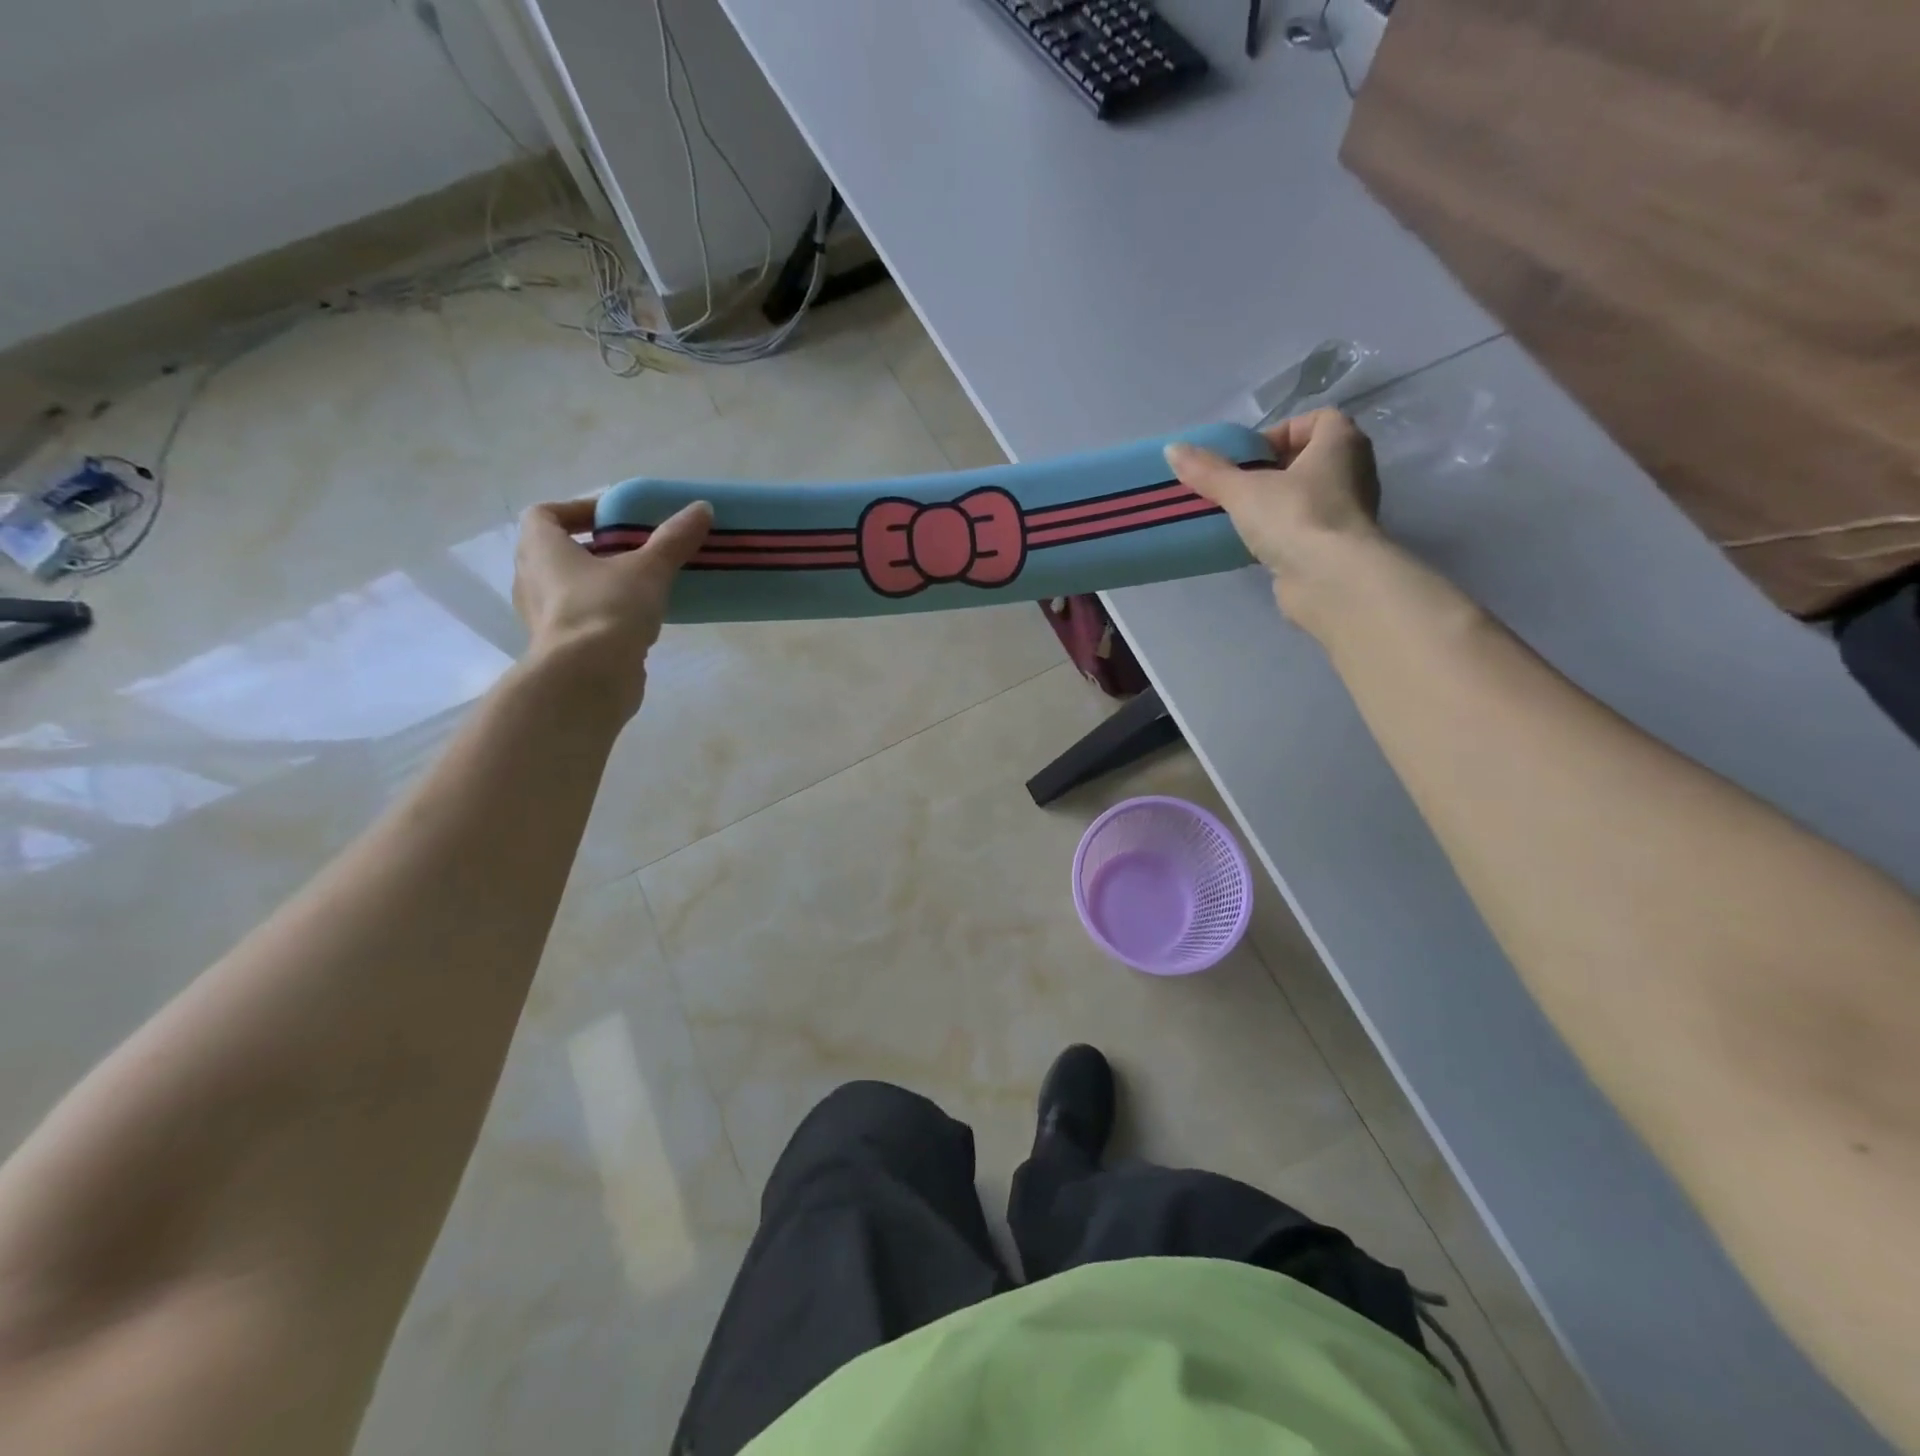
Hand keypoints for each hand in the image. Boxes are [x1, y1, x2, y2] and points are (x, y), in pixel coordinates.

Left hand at [511, 496, 712, 720]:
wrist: (589, 678)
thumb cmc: (607, 609)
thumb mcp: (648, 569)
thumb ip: (673, 539)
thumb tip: (702, 508)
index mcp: (540, 548)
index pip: (546, 514)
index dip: (578, 510)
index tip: (614, 518)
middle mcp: (531, 579)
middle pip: (559, 552)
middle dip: (595, 548)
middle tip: (634, 551)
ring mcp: (543, 617)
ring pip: (570, 588)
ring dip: (601, 584)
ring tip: (642, 586)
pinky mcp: (562, 647)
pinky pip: (582, 619)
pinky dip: (605, 615)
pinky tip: (638, 621)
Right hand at [1165, 408, 1382, 623]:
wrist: (1330, 579)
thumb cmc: (1294, 516)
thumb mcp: (1243, 490)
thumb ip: (1208, 471)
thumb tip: (1172, 449)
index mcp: (1342, 443)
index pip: (1318, 420)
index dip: (1282, 432)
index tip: (1251, 457)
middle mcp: (1353, 472)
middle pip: (1309, 459)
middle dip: (1272, 470)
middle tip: (1238, 487)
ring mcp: (1347, 512)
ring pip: (1306, 496)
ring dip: (1275, 504)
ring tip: (1241, 517)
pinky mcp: (1335, 546)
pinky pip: (1304, 528)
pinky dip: (1281, 533)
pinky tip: (1254, 545)